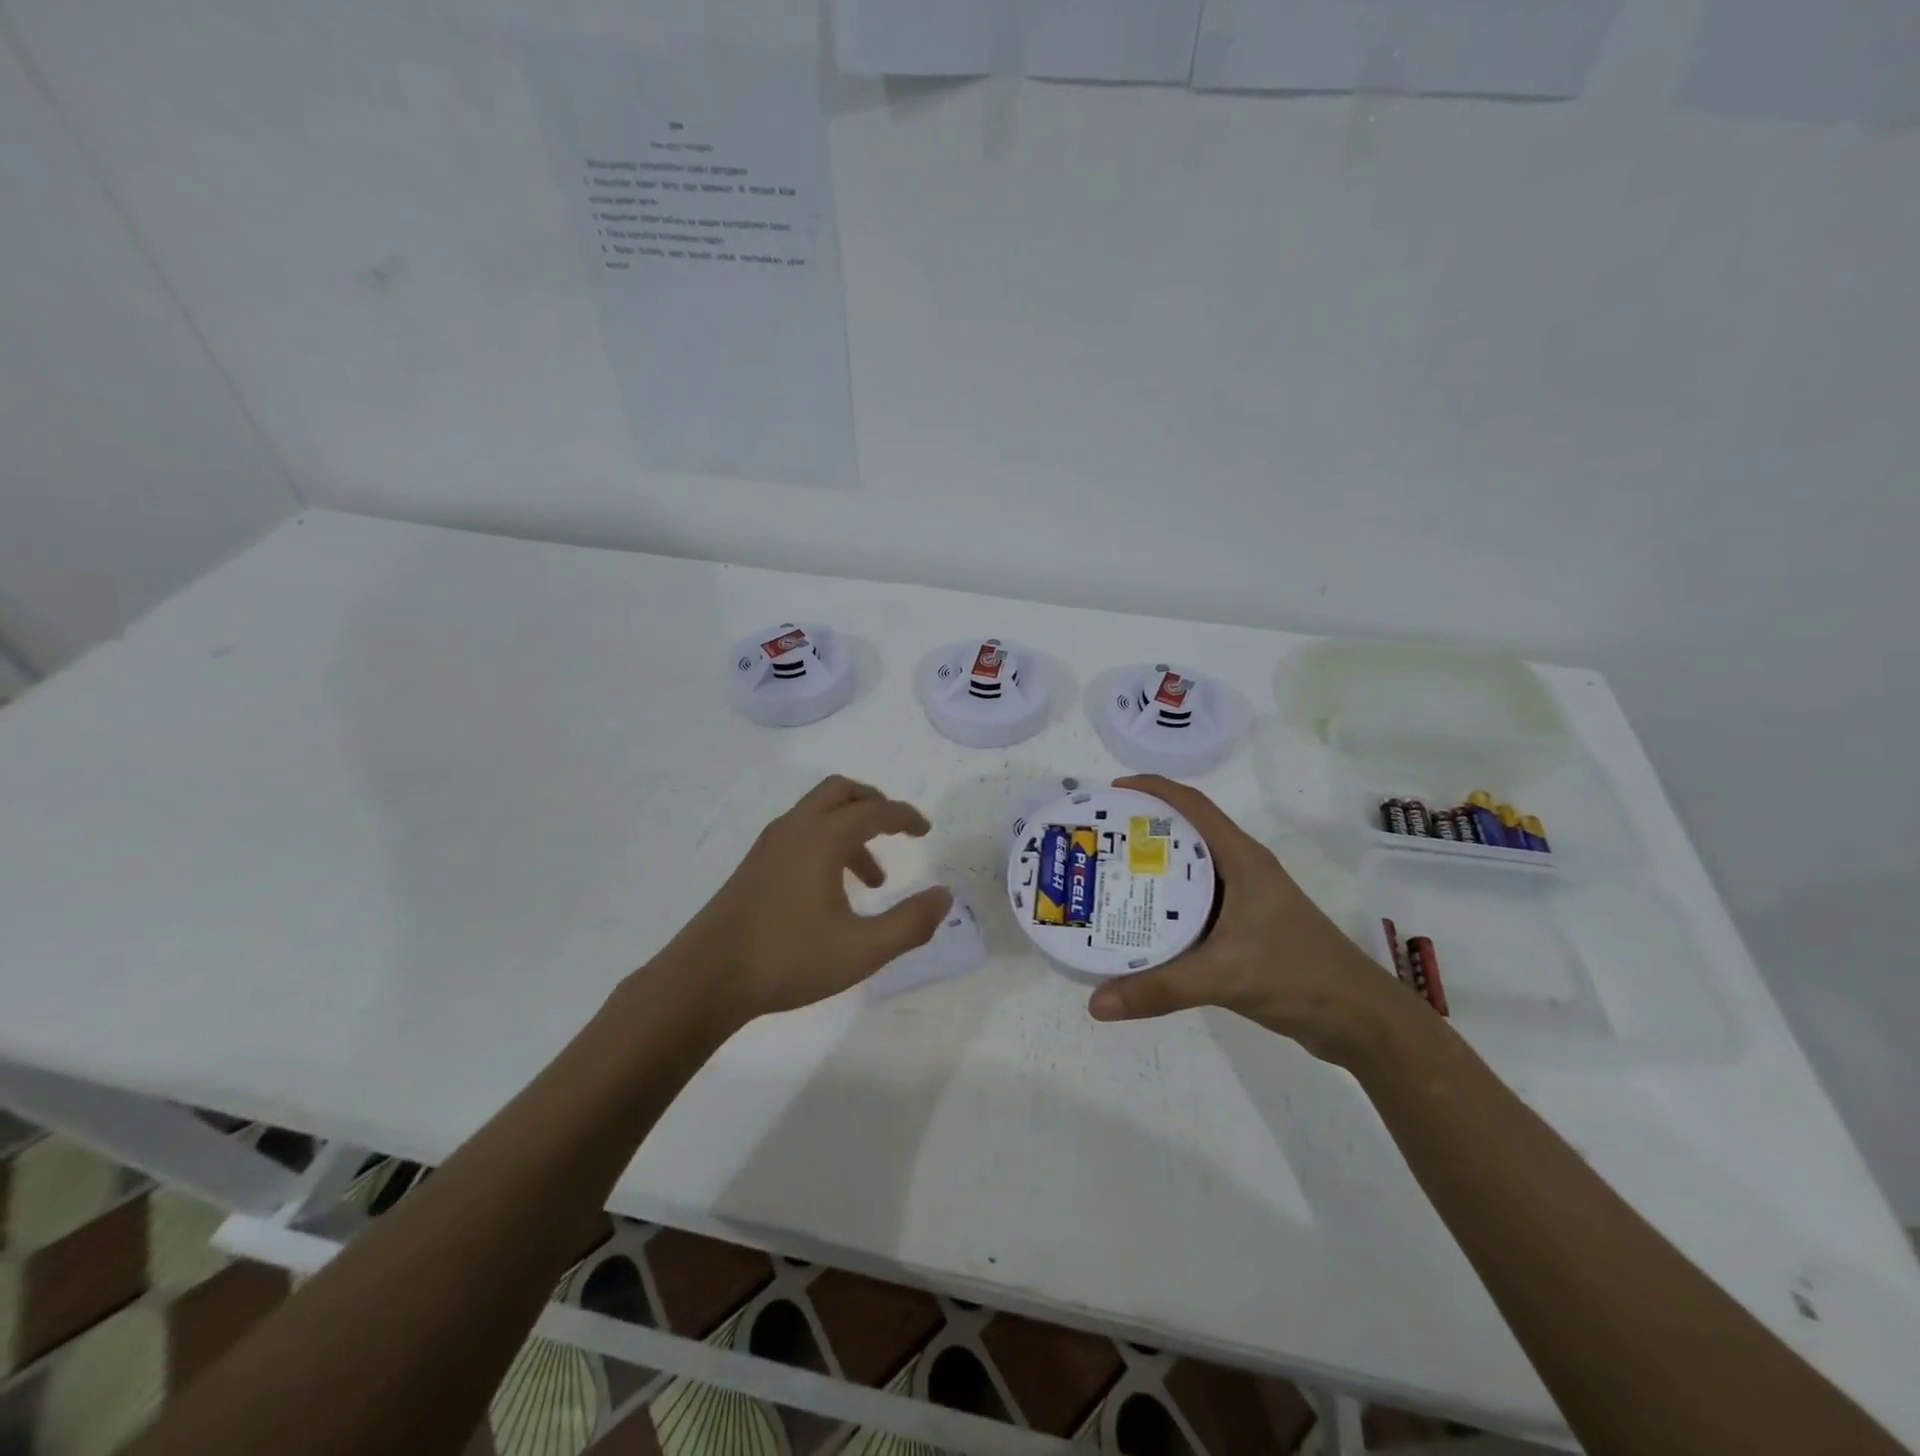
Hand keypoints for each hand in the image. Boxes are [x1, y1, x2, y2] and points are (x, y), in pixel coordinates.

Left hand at [666, 775, 951, 1023]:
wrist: (706, 978)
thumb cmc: (789, 959)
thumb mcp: (862, 949)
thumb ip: (910, 923)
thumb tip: (945, 897)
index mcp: (822, 838)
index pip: (875, 811)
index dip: (906, 817)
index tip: (925, 831)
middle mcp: (795, 828)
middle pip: (840, 792)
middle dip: (874, 803)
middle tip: (897, 828)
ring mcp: (769, 845)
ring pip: (818, 813)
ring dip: (851, 829)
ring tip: (873, 880)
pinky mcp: (754, 865)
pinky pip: (800, 833)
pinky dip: (827, 843)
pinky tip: (833, 891)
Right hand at [1086, 775, 1417, 1065]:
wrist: (1359, 1020)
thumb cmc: (1298, 976)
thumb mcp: (1223, 977)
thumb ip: (1159, 989)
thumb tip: (1096, 1003)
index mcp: (1242, 860)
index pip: (1193, 806)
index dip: (1152, 789)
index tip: (1110, 792)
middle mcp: (1242, 870)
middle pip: (1185, 834)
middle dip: (1141, 829)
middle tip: (1097, 839)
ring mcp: (1245, 899)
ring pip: (1189, 871)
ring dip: (1151, 868)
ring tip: (1106, 876)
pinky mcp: (1244, 928)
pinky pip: (1194, 904)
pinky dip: (1164, 904)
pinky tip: (1138, 922)